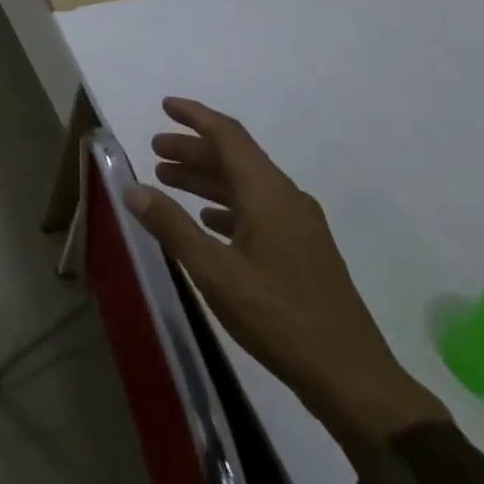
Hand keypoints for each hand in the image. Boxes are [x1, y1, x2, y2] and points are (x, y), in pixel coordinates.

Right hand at [127, 98, 447, 453]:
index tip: (165, 105)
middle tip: (154, 150)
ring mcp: (299, 227)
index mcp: (268, 195)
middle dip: (193, 149)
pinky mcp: (302, 252)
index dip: (195, 117)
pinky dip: (225, 206)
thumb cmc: (278, 316)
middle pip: (235, 158)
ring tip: (168, 181)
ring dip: (206, 178)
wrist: (351, 378)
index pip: (229, 136)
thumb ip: (171, 226)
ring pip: (245, 186)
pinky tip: (206, 221)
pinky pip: (256, 211)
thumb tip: (132, 188)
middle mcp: (286, 200)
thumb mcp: (213, 271)